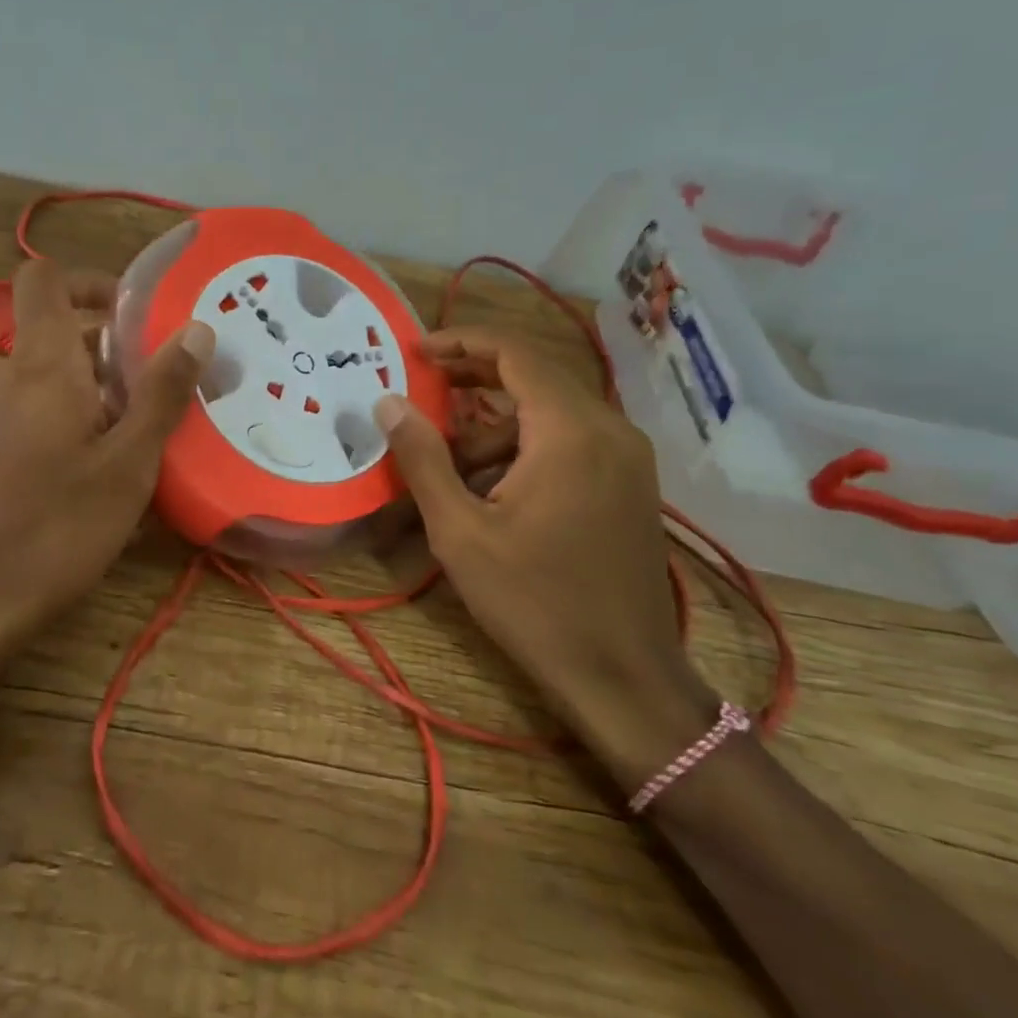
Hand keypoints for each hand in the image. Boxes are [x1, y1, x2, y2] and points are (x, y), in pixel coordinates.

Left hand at [0, 259, 212, 711]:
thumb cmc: (54, 528)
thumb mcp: (128, 462)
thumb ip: (162, 392)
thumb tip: (197, 327)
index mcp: (39, 364)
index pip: (45, 279)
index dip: (90, 281)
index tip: (137, 313)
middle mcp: (1, 378)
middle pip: (57, 336)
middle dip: (113, 354)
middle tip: (164, 393)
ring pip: (47, 383)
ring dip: (94, 397)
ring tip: (141, 443)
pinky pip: (28, 418)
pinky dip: (66, 426)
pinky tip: (96, 480)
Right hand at [374, 328, 716, 788]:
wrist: (623, 676)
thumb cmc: (534, 602)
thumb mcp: (461, 531)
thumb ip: (422, 459)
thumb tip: (388, 403)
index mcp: (571, 431)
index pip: (515, 353)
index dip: (461, 342)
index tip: (415, 351)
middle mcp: (609, 429)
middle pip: (535, 376)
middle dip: (474, 378)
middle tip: (422, 387)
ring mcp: (627, 457)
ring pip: (550, 413)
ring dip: (496, 425)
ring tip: (447, 463)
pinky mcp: (629, 484)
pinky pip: (570, 442)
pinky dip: (525, 448)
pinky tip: (491, 489)